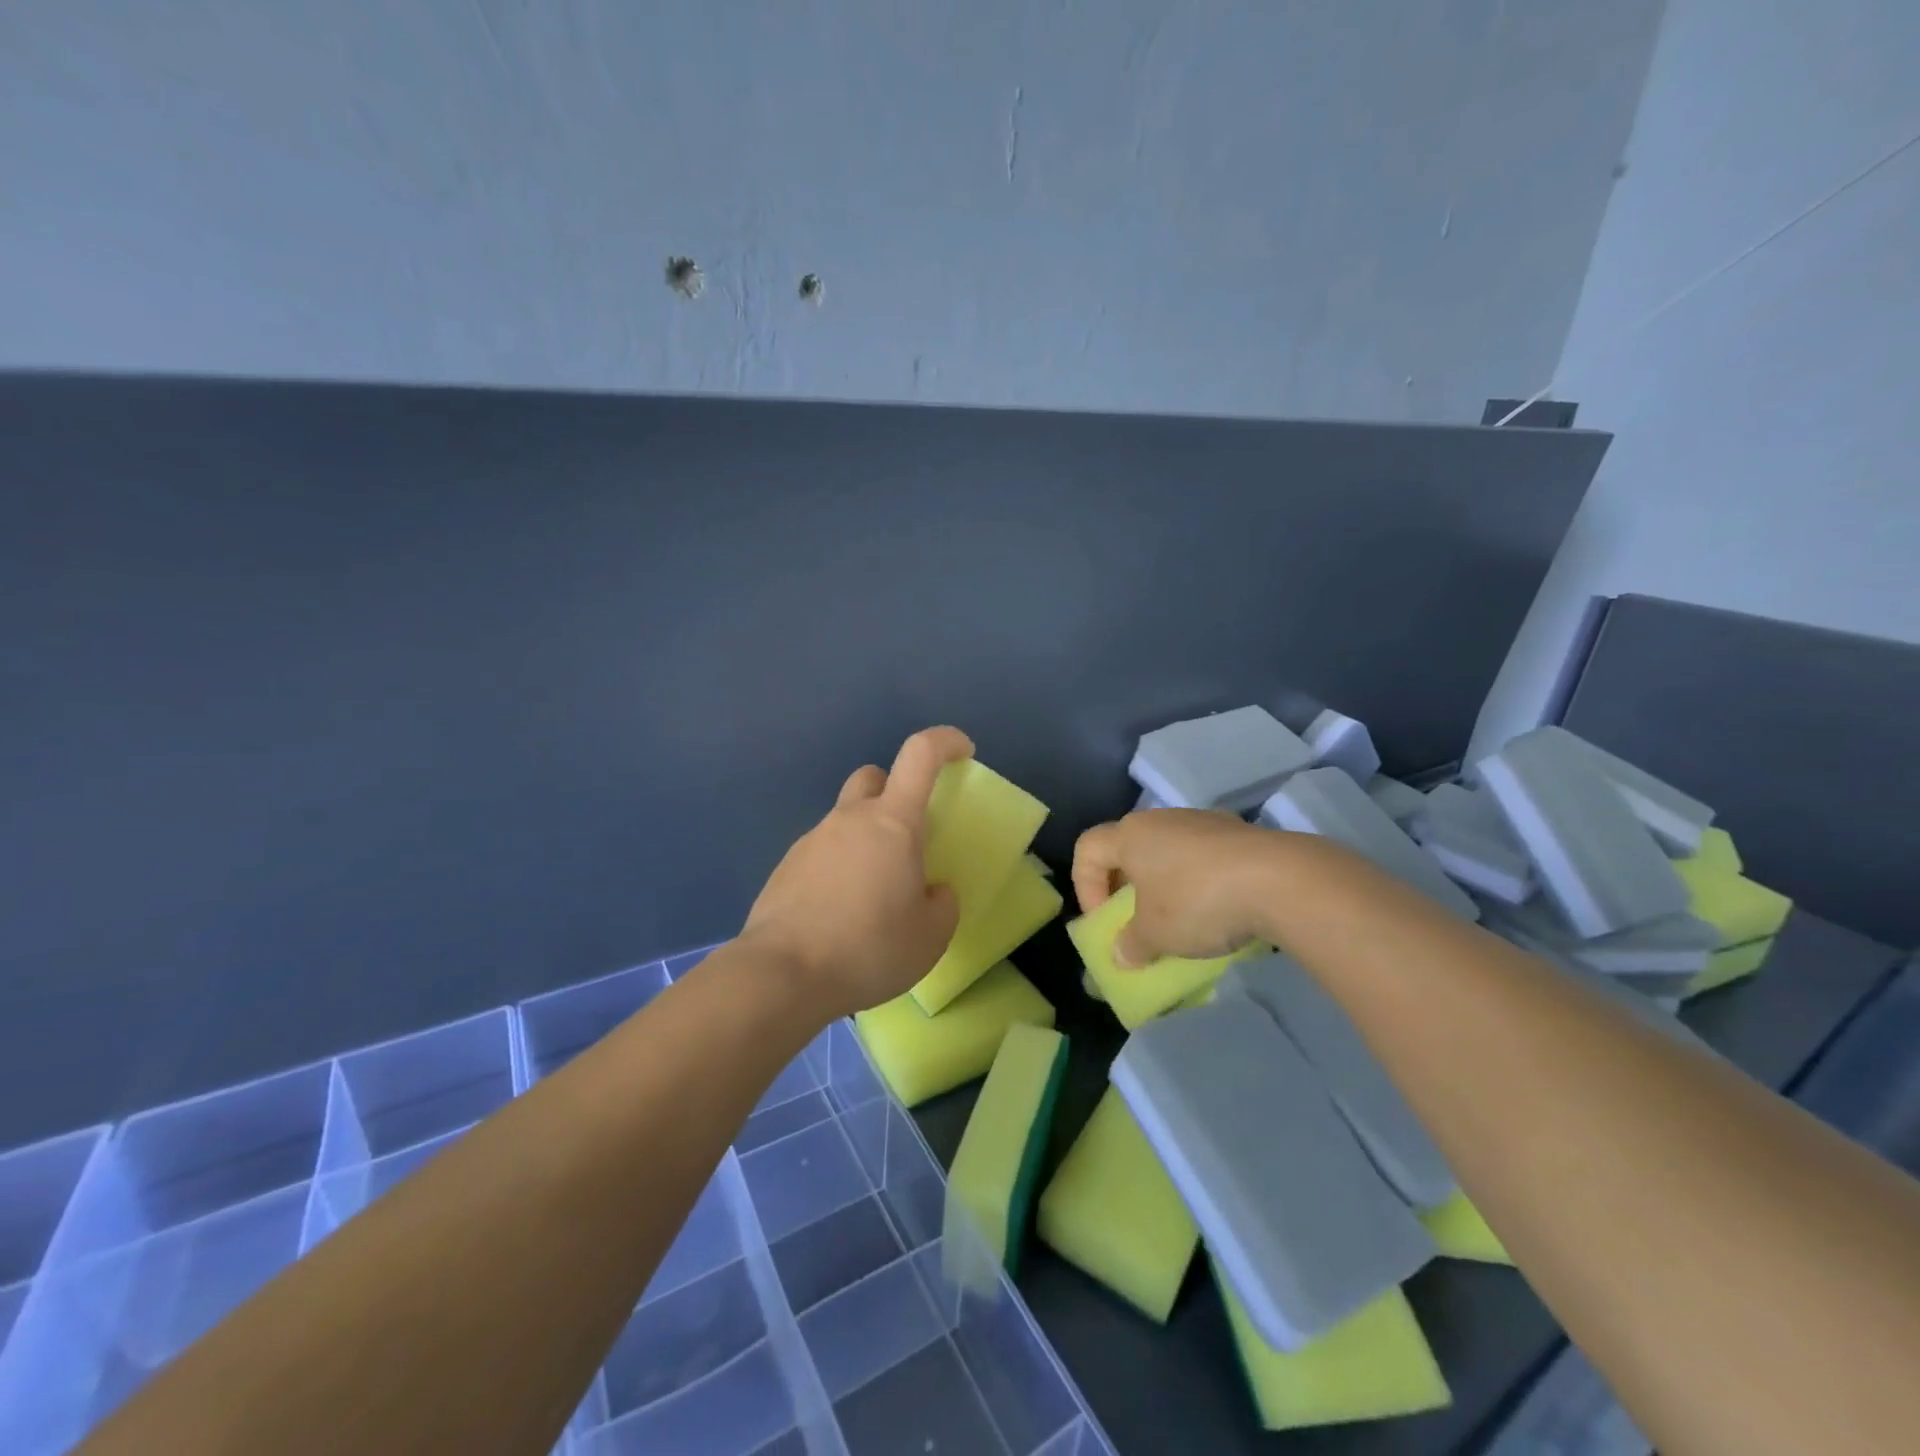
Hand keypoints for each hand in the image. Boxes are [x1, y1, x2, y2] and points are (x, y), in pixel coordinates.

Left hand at [742, 727, 972, 1019]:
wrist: (783, 975)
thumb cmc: (869, 948)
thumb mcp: (931, 936)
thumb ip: (942, 904)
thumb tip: (931, 891)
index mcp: (893, 822)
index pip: (920, 754)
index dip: (946, 741)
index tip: (964, 752)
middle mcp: (849, 819)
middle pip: (873, 777)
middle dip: (894, 791)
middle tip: (907, 837)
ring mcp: (811, 840)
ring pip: (845, 819)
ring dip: (864, 840)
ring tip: (872, 895)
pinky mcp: (786, 868)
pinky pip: (822, 853)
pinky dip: (838, 869)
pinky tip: (839, 914)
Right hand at [1072, 809, 1283, 967]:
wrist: (1279, 880)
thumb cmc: (1197, 901)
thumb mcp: (1156, 935)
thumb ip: (1131, 944)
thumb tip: (1122, 954)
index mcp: (1130, 834)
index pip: (1087, 849)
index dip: (1085, 887)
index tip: (1106, 922)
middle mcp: (1161, 819)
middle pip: (1128, 848)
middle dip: (1126, 887)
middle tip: (1137, 923)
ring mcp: (1203, 821)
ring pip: (1168, 851)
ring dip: (1164, 884)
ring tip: (1181, 920)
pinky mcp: (1238, 832)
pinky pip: (1203, 857)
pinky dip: (1199, 881)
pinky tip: (1219, 910)